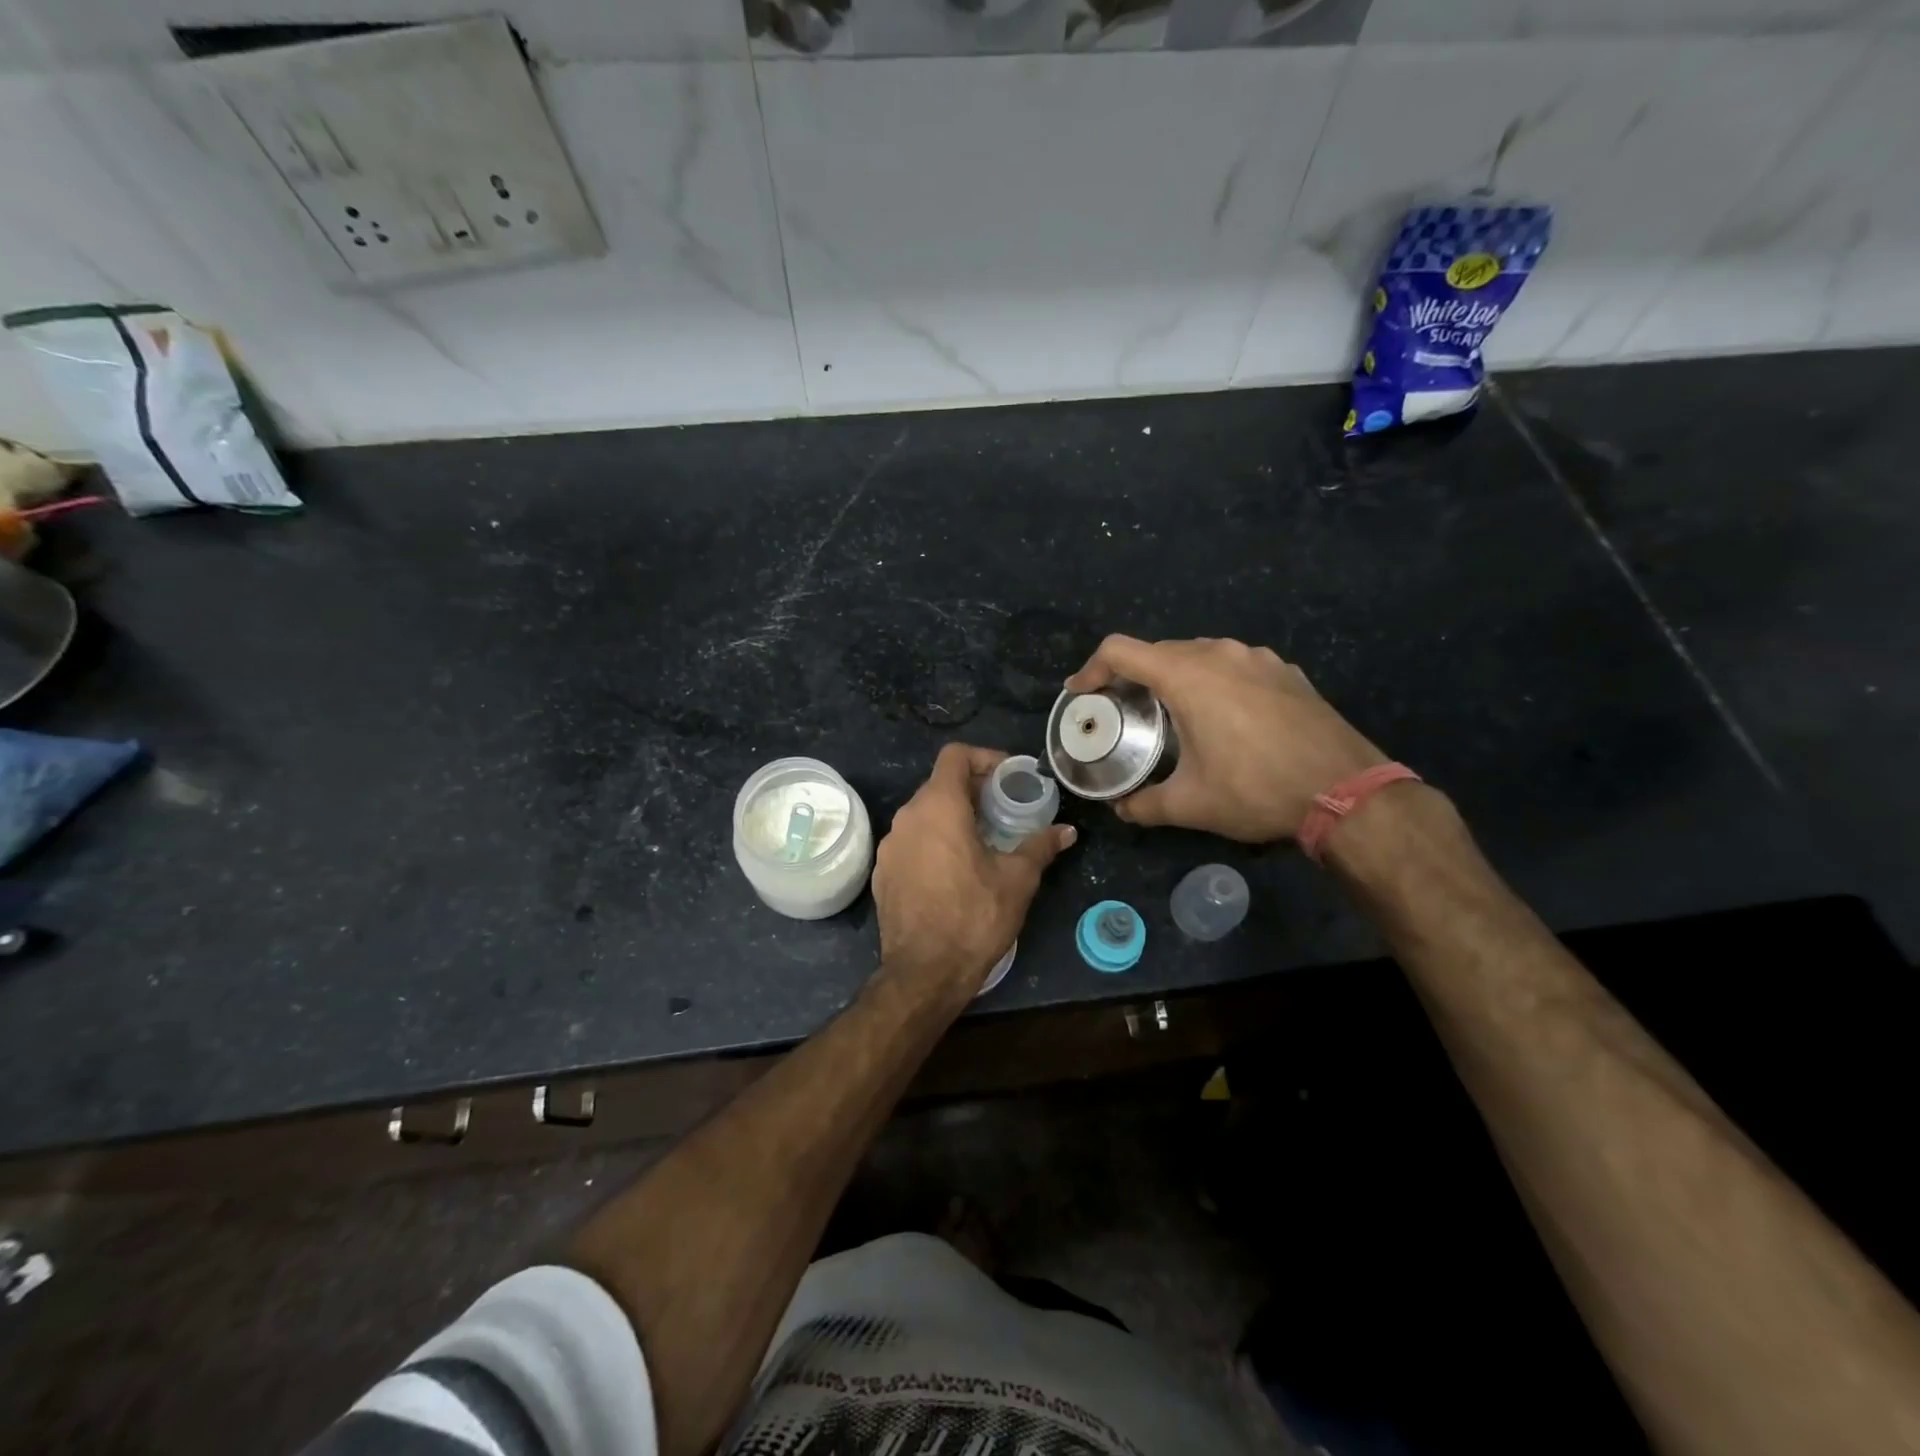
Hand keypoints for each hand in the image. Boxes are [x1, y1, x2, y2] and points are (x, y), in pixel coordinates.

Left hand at [872, 743, 1074, 997]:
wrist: (923, 973)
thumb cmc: (974, 917)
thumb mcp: (1017, 880)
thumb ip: (1040, 847)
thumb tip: (1067, 831)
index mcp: (938, 807)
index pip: (955, 756)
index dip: (984, 758)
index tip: (1009, 777)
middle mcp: (907, 818)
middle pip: (939, 784)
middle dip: (973, 790)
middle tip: (1004, 809)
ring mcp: (890, 846)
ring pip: (924, 814)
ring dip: (953, 817)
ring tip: (983, 839)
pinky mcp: (883, 873)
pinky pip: (911, 842)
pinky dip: (934, 842)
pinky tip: (955, 870)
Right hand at [1064, 635, 1386, 842]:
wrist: (1347, 791)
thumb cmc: (1256, 790)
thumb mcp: (1190, 804)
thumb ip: (1144, 805)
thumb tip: (1121, 810)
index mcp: (1187, 675)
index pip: (1120, 650)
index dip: (1091, 669)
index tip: (1082, 694)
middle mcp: (1220, 653)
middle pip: (1159, 651)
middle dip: (1133, 677)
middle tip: (1124, 711)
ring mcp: (1259, 658)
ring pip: (1200, 655)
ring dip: (1176, 678)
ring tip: (1172, 714)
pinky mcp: (1286, 671)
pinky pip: (1235, 666)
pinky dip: (1215, 682)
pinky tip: (1225, 718)